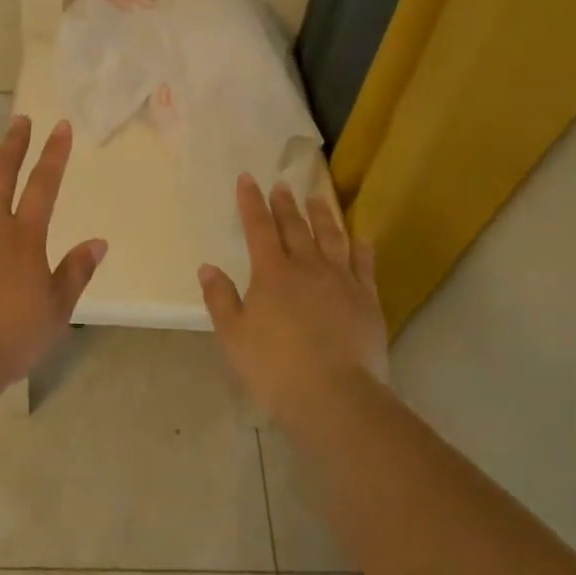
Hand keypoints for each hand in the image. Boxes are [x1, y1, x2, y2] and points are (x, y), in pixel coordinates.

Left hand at [0, 114, 105, 383]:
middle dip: (14, 141)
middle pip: (2, 171)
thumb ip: (76, 272)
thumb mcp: (56, 311)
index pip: (44, 185)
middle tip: (20, 118)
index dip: (54, 154)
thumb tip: (99, 242)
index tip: (60, 126)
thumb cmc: (10, 338)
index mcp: (24, 237)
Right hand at [198, 176, 388, 429]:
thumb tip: (208, 267)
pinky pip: (365, 265)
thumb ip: (220, 298)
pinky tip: (361, 238)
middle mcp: (307, 266)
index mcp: (271, 273)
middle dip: (285, 204)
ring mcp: (341, 280)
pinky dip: (362, 248)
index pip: (258, 227)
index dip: (251, 201)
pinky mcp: (367, 299)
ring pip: (331, 238)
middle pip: (295, 227)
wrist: (336, 396)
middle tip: (282, 185)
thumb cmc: (276, 367)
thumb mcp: (234, 336)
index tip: (247, 178)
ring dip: (322, 215)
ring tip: (317, 198)